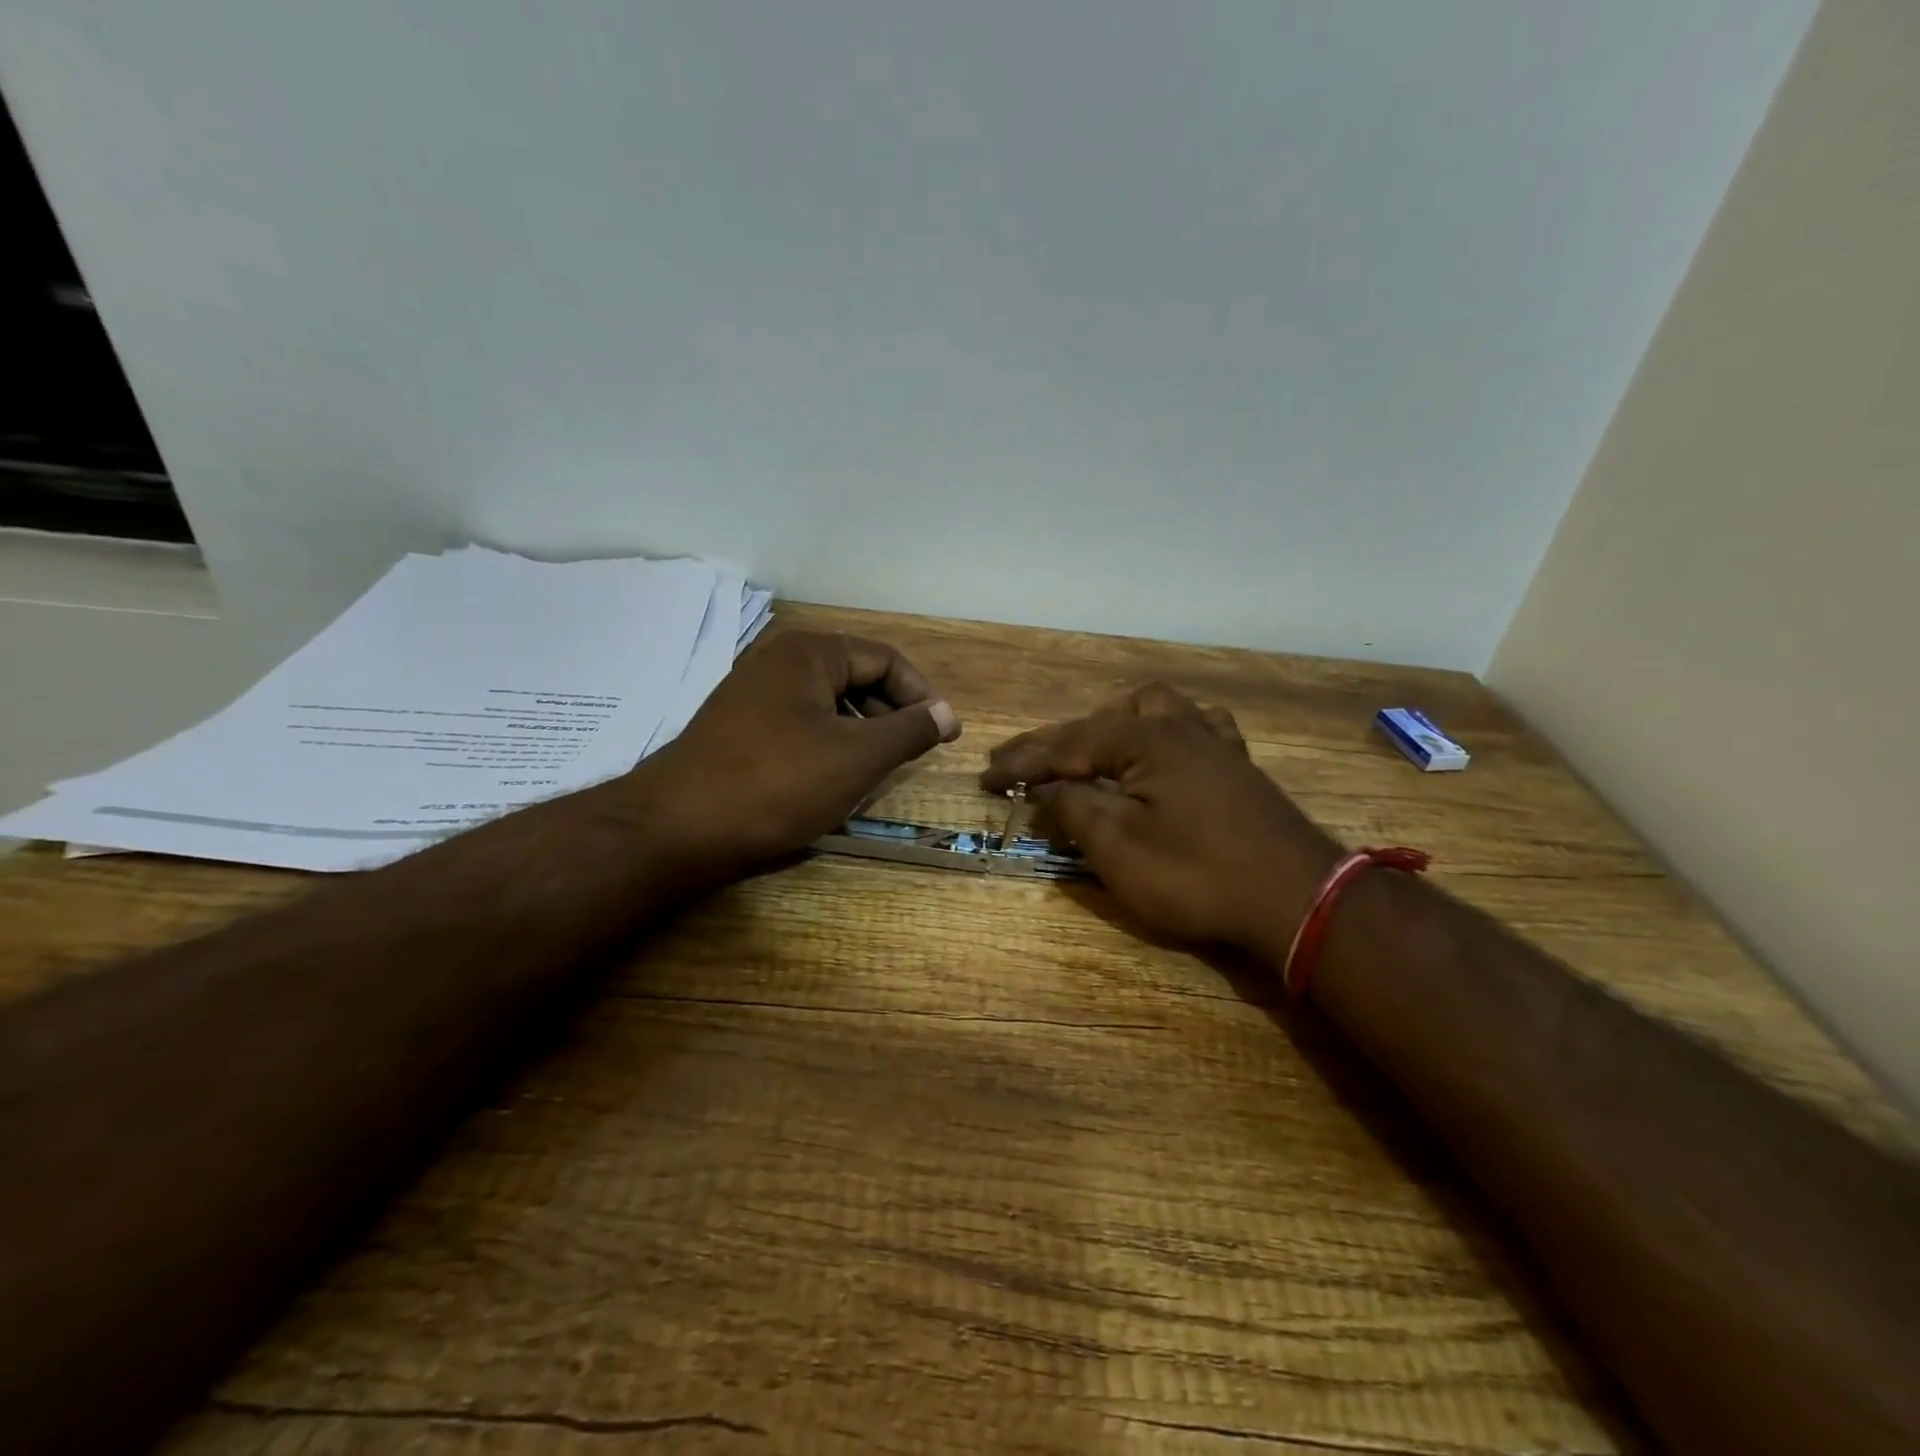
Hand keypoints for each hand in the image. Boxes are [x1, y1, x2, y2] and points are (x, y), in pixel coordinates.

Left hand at [633, 630, 959, 879]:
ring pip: (827, 703)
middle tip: (912, 754)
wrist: (677, 828)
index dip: (922, 696)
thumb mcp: (858, 757)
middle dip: (890, 714)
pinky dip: (827, 743)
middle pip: (855, 677)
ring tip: (876, 770)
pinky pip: (799, 723)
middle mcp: (778, 660)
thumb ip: (909, 730)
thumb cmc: (778, 783)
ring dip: (860, 732)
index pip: (885, 660)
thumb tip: (946, 713)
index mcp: (810, 652)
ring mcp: (752, 693)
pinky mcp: (737, 726)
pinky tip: (832, 778)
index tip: (945, 735)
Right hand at [981, 684, 1337, 962]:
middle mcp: (1179, 727)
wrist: (1299, 899)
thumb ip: (1075, 809)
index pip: (1067, 744)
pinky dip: (1165, 733)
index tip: (985, 777)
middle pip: (1103, 721)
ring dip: (1112, 725)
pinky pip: (1196, 728)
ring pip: (1155, 709)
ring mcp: (1214, 743)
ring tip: (1090, 751)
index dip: (1022, 762)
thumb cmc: (1199, 876)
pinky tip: (1163, 753)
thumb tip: (1047, 788)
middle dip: (1058, 742)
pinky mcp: (1238, 766)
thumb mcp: (1120, 848)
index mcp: (1146, 739)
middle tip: (1023, 768)